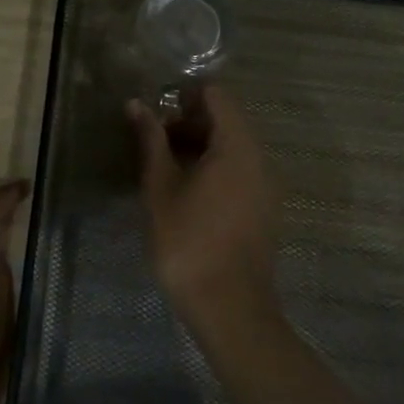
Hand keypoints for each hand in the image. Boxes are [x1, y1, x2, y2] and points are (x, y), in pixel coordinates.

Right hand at [128, 85, 278, 332]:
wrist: (229, 308)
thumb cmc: (188, 241)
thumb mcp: (160, 187)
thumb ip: (151, 140)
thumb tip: (137, 104)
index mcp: (237, 146)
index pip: (217, 95)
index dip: (185, 95)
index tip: (156, 112)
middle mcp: (259, 159)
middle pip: (227, 120)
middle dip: (189, 122)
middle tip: (153, 141)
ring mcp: (266, 186)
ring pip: (233, 147)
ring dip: (199, 146)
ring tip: (164, 166)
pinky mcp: (264, 209)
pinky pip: (240, 171)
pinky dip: (214, 167)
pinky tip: (186, 191)